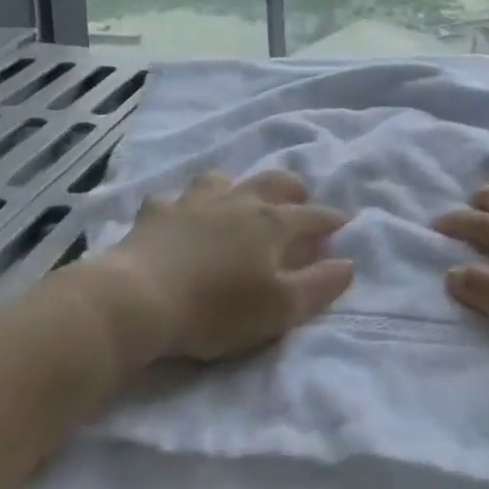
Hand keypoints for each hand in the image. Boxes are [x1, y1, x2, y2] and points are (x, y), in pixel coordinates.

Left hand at [108, 170, 353, 361]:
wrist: (138, 299)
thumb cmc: (216, 309)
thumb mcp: (279, 309)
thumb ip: (318, 285)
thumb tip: (349, 263)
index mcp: (271, 224)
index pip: (312, 216)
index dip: (331, 219)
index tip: (343, 222)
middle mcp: (238, 201)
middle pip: (272, 182)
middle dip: (292, 188)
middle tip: (298, 196)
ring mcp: (194, 202)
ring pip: (222, 179)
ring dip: (235, 187)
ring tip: (236, 200)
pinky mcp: (157, 213)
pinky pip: (172, 200)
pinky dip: (180, 206)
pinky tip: (176, 218)